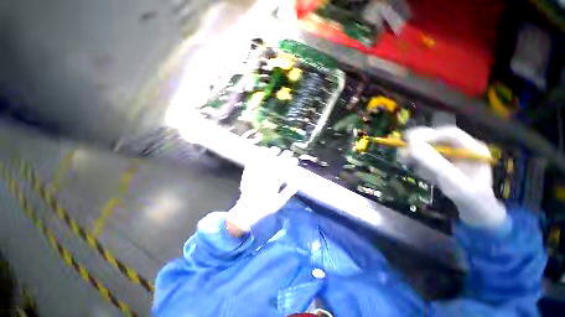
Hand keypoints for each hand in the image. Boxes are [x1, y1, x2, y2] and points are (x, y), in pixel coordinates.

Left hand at [226, 147, 298, 233]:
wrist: (247, 210)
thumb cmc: (264, 208)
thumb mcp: (279, 203)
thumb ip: (287, 193)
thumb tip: (296, 184)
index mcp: (274, 183)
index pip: (284, 170)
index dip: (290, 163)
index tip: (295, 159)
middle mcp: (266, 176)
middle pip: (276, 163)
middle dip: (283, 157)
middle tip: (288, 152)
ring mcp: (256, 174)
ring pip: (264, 161)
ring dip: (270, 154)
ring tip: (274, 149)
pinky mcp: (248, 174)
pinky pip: (253, 163)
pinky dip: (257, 157)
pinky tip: (260, 152)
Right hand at [400, 126, 506, 227]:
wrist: (475, 211)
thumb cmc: (470, 199)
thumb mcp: (453, 183)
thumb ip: (434, 165)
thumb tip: (410, 148)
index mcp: (473, 149)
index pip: (449, 134)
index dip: (428, 135)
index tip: (408, 142)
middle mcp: (462, 148)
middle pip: (436, 139)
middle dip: (418, 146)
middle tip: (402, 154)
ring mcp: (452, 156)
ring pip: (428, 149)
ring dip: (416, 157)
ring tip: (412, 167)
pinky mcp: (443, 162)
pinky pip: (426, 159)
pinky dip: (419, 165)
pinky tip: (424, 175)